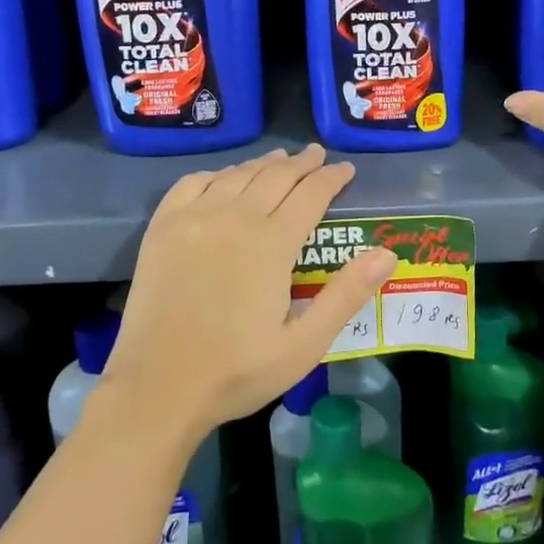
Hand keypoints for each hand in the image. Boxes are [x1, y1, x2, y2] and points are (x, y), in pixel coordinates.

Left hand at [106, 145, 396, 437]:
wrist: (157, 388)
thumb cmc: (236, 371)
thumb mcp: (304, 345)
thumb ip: (346, 295)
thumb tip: (387, 254)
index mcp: (271, 243)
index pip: (311, 194)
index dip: (332, 178)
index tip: (346, 169)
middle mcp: (234, 217)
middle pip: (275, 175)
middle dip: (302, 163)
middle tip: (318, 156)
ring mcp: (194, 217)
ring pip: (237, 174)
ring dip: (264, 163)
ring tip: (280, 158)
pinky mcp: (163, 227)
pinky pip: (194, 182)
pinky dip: (218, 173)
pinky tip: (225, 178)